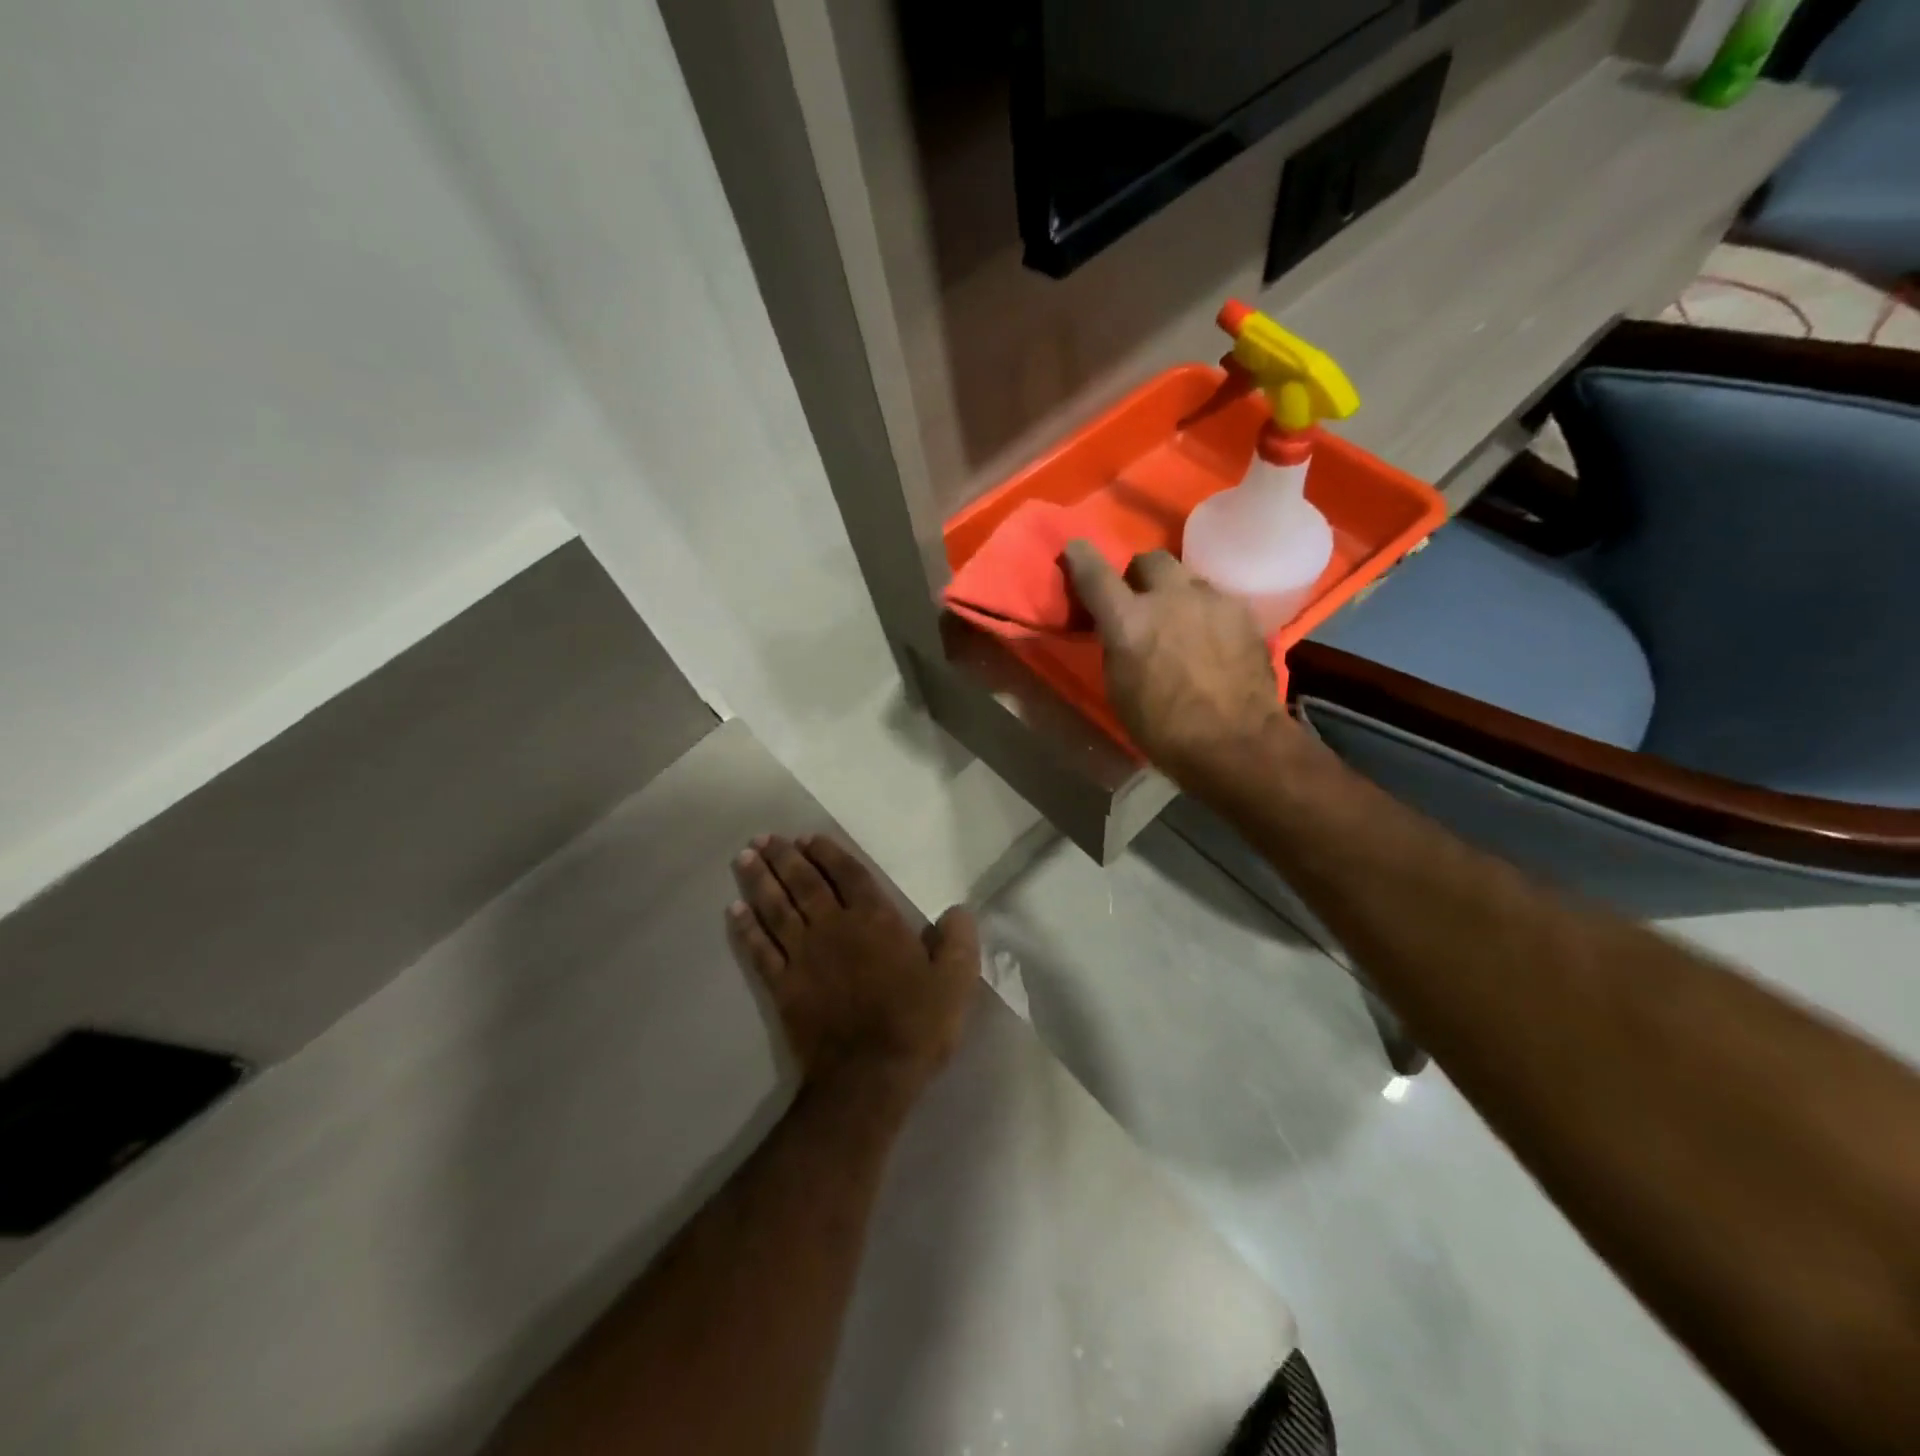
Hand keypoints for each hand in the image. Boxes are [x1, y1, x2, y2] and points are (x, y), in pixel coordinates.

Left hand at [728, 833, 979, 1098]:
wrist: (869, 1077)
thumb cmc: (916, 1024)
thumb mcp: (955, 980)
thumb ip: (958, 940)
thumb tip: (958, 909)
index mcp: (875, 920)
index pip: (848, 875)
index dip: (828, 853)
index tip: (808, 838)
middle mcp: (834, 928)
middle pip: (804, 883)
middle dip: (784, 857)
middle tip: (765, 838)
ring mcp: (804, 956)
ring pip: (776, 908)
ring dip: (760, 881)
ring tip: (745, 858)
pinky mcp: (783, 986)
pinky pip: (760, 950)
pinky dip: (746, 928)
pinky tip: (734, 911)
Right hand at [1062, 543, 1294, 784]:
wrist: (1237, 743)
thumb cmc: (1164, 729)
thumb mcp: (1120, 689)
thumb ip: (1117, 647)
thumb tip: (1119, 629)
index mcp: (1129, 621)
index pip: (1095, 573)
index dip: (1081, 559)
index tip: (1075, 550)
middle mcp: (1169, 597)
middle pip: (1150, 560)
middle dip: (1140, 575)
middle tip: (1140, 599)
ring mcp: (1211, 600)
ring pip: (1187, 578)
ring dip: (1177, 593)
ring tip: (1182, 621)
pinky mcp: (1243, 612)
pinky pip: (1216, 599)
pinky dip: (1206, 612)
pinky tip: (1212, 639)